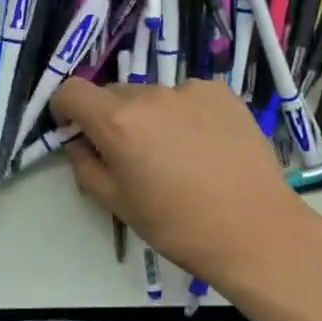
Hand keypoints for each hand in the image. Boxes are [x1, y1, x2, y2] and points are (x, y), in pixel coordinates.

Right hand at [50, 77, 321, 291]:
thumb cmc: (177, 225)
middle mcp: (150, 94)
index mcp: (117, 121)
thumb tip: (80, 143)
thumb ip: (85, 165)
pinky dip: (185, 114)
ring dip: (150, 117)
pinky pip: (187, 97)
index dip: (65, 109)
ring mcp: (189, 89)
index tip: (77, 132)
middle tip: (132, 156)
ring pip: (152, 97)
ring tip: (177, 155)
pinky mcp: (221, 92)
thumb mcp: (117, 203)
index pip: (71, 90)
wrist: (256, 231)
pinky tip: (205, 146)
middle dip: (111, 118)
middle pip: (113, 94)